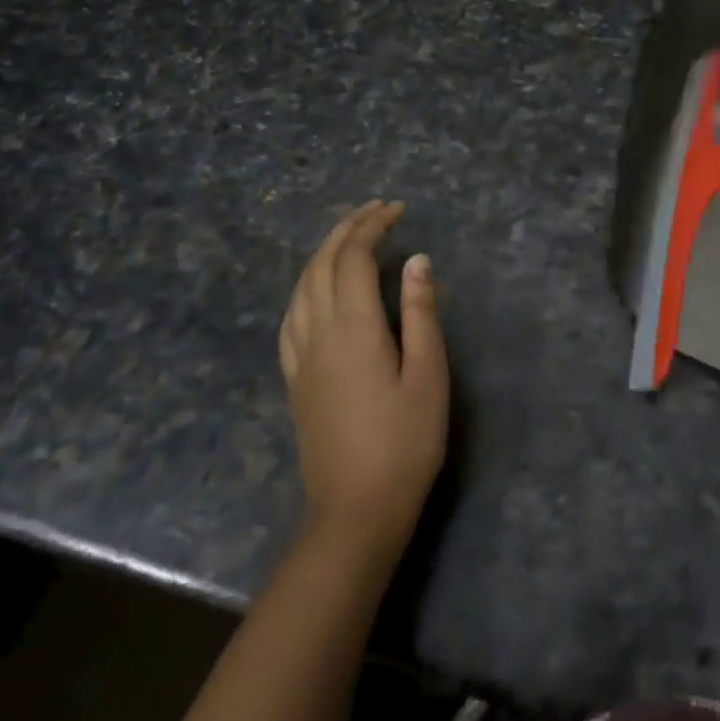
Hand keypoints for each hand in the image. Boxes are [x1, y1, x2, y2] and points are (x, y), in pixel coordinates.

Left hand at [279, 201, 449, 557]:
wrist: (355, 511)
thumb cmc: (405, 443)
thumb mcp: (428, 376)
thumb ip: (422, 313)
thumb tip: (417, 259)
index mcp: (353, 328)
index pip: (354, 258)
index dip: (373, 226)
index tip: (398, 210)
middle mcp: (318, 333)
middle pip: (322, 264)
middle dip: (347, 229)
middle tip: (376, 210)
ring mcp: (300, 357)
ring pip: (301, 287)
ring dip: (323, 253)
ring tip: (349, 237)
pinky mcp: (294, 379)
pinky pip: (291, 316)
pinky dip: (305, 286)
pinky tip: (316, 290)